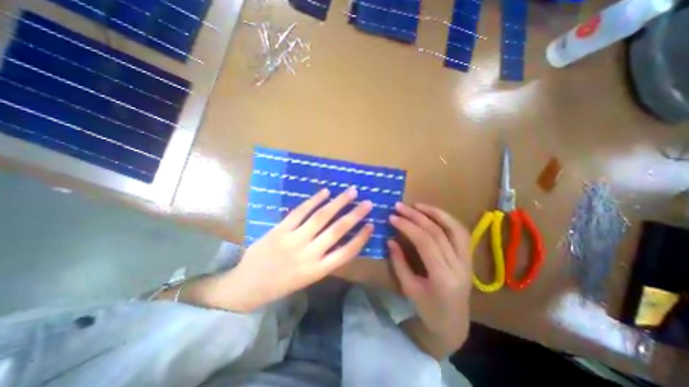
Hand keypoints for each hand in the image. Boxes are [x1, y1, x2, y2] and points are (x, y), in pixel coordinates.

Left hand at [221, 190, 371, 312]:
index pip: (347, 252)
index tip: (371, 225)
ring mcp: (294, 240)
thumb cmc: (281, 284)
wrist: (247, 286)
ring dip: (338, 203)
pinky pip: (300, 212)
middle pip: (337, 230)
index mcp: (318, 270)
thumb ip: (324, 259)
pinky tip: (325, 192)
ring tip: (351, 192)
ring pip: (321, 217)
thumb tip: (340, 238)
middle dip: (355, 215)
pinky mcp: (280, 229)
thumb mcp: (308, 278)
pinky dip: (314, 200)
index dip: (361, 238)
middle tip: (367, 202)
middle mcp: (309, 254)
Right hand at [386, 202, 474, 356]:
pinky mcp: (469, 258)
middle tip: (400, 206)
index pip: (425, 242)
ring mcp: (468, 261)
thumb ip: (399, 262)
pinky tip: (434, 214)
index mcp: (443, 277)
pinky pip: (461, 233)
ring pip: (455, 229)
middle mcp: (459, 266)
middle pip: (438, 232)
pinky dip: (447, 220)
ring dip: (436, 213)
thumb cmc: (428, 310)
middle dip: (416, 216)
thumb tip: (390, 240)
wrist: (454, 325)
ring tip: (418, 205)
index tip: (392, 217)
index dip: (407, 226)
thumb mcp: (408, 288)